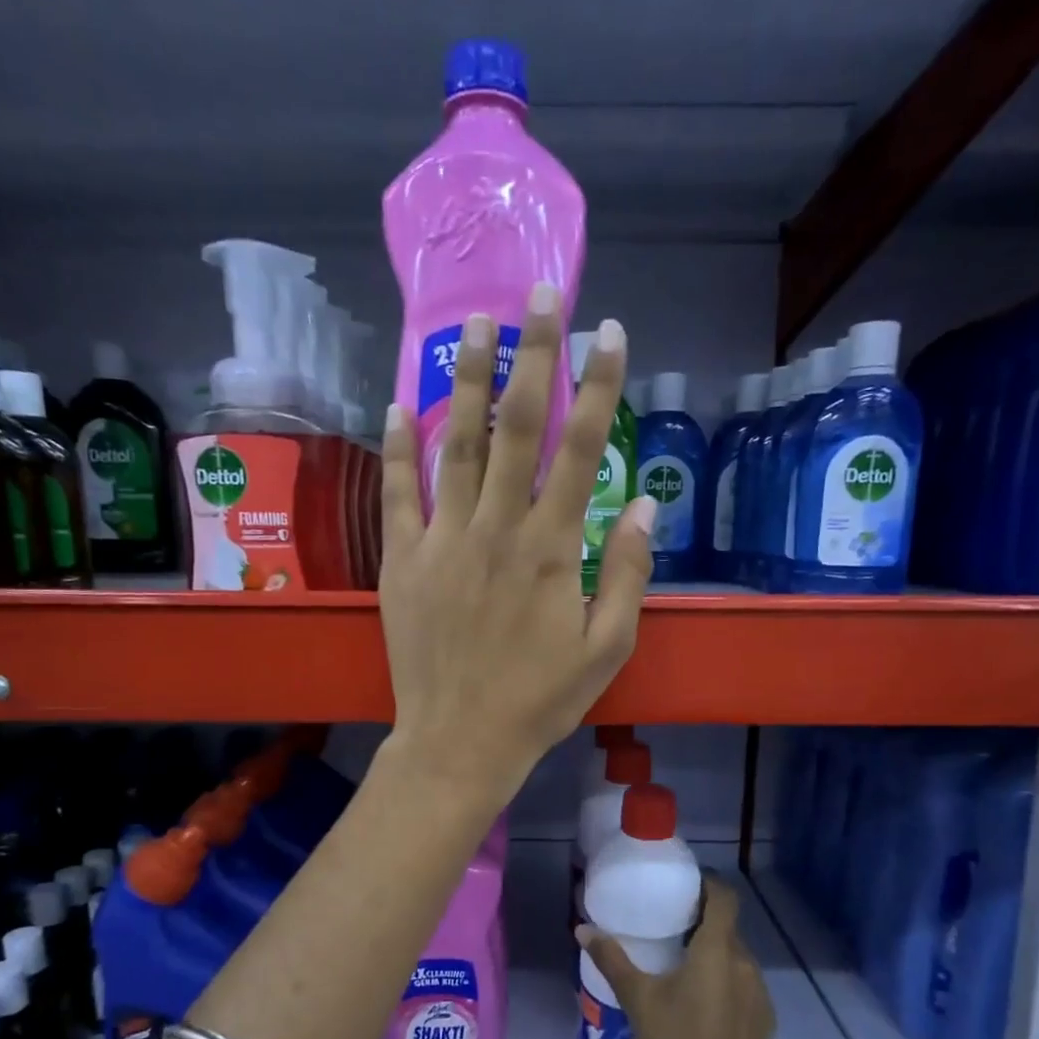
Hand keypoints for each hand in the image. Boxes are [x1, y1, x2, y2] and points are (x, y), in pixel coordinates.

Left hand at [376, 283, 656, 809]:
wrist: (460, 741)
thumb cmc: (539, 701)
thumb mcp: (606, 648)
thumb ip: (625, 572)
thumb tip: (642, 503)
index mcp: (550, 548)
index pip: (582, 449)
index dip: (599, 386)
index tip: (610, 333)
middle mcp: (496, 530)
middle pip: (518, 428)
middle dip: (533, 356)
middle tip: (540, 296)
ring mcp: (442, 542)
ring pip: (455, 446)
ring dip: (466, 381)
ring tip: (475, 325)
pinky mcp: (402, 563)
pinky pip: (398, 494)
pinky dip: (397, 449)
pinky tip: (397, 405)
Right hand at [576, 876, 775, 1038]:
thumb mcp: (637, 998)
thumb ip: (611, 959)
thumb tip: (583, 929)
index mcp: (717, 950)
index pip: (724, 898)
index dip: (708, 885)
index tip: (685, 887)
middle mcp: (745, 963)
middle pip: (728, 928)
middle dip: (704, 923)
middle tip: (673, 926)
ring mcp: (760, 993)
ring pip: (738, 957)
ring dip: (716, 955)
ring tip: (685, 966)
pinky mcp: (765, 1019)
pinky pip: (746, 985)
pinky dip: (727, 982)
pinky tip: (704, 1003)